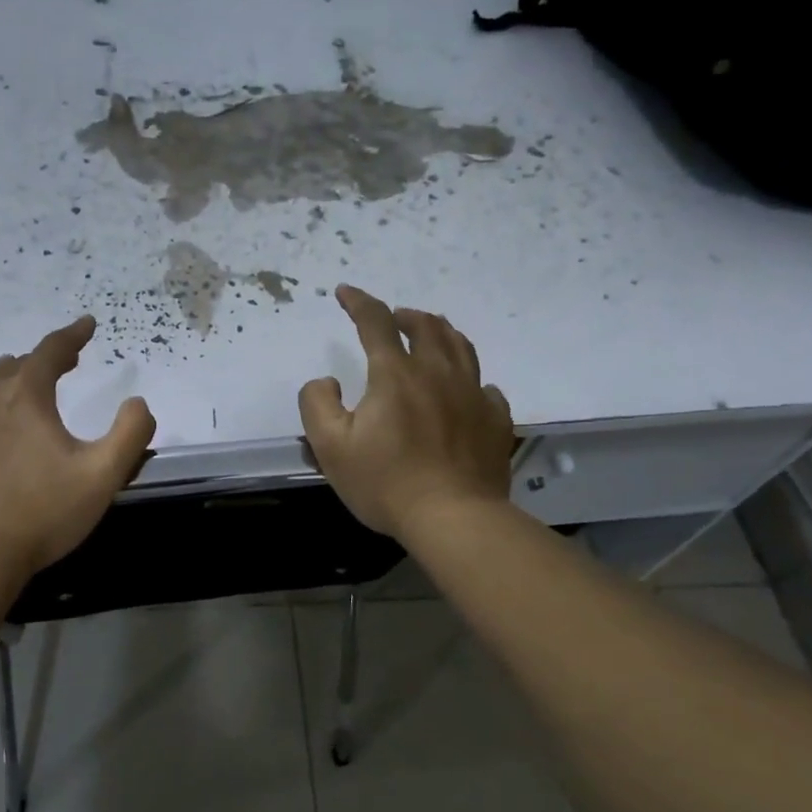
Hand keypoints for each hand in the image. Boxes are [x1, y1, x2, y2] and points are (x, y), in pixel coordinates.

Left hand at [0, 317, 155, 578]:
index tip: (87, 324)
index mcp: (25, 397)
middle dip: (38, 361)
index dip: (72, 335)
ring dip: (2, 381)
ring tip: (15, 388)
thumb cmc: (40, 514)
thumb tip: (138, 403)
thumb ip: (130, 434)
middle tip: (60, 365)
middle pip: (11, 366)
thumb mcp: (102, 477)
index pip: (51, 351)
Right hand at [299, 285, 512, 540]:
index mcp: (396, 374)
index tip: (345, 293)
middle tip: (393, 318)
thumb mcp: (330, 447)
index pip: (376, 321)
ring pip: (461, 347)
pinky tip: (464, 388)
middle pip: (427, 326)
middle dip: (405, 315)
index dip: (358, 301)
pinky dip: (468, 378)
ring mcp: (473, 395)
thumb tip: (326, 381)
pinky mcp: (494, 420)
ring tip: (430, 334)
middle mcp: (438, 373)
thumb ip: (317, 404)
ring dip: (440, 332)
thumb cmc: (386, 483)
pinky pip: (485, 386)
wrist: (454, 518)